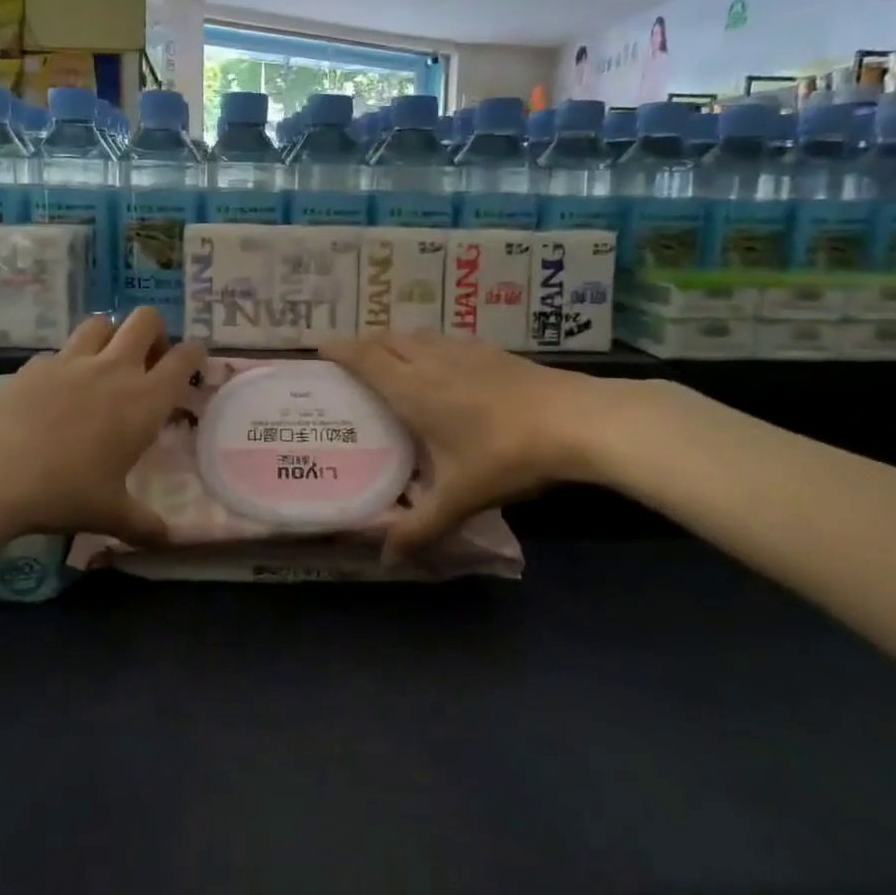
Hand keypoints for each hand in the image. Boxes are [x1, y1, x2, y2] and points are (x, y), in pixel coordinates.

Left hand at [0, 308, 204, 545]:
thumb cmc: (64, 490)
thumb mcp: (108, 513)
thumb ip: (142, 524)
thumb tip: (167, 541)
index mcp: (145, 400)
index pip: (183, 358)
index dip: (194, 354)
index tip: (194, 362)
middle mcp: (114, 369)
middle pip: (146, 320)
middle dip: (155, 332)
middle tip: (149, 361)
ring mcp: (72, 361)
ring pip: (102, 323)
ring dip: (111, 336)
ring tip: (105, 365)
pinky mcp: (35, 364)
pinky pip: (60, 351)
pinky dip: (67, 362)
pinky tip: (56, 390)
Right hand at [319, 332, 643, 560]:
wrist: (577, 421)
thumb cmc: (506, 456)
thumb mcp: (460, 498)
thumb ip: (421, 527)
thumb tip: (388, 559)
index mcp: (414, 389)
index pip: (365, 358)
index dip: (339, 349)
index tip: (318, 345)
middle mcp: (433, 361)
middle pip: (388, 339)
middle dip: (363, 343)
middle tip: (349, 358)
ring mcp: (465, 351)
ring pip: (418, 335)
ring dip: (396, 341)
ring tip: (389, 358)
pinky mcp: (493, 352)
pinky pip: (446, 340)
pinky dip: (429, 345)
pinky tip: (443, 363)